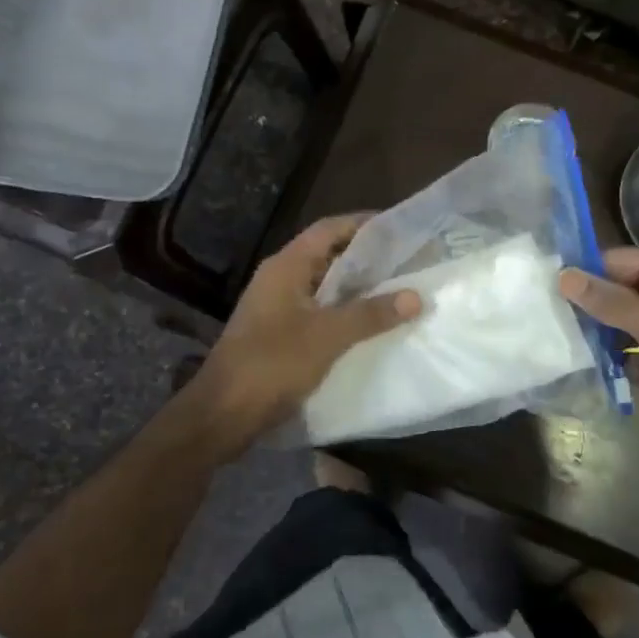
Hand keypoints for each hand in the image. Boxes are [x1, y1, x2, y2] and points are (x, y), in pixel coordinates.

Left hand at [193, 214, 419, 451]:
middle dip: (365, 257)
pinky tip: (369, 324)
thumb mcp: (328, 336)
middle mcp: (280, 278)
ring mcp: (276, 306)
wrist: (223, 414)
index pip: (328, 228)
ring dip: (356, 287)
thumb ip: (371, 314)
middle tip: (406, 260)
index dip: (363, 223)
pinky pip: (317, 310)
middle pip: (327, 254)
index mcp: (286, 266)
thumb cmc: (273, 364)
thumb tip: (415, 296)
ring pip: (323, 285)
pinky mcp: (278, 333)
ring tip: (396, 290)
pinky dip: (343, 311)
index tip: (399, 227)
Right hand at [558, 248, 638, 408]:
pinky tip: (591, 369)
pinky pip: (635, 352)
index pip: (617, 260)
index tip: (547, 288)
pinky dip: (618, 361)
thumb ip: (606, 300)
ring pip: (624, 325)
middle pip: (619, 292)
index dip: (584, 273)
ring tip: (564, 344)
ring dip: (601, 337)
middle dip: (590, 308)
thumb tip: (563, 274)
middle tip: (550, 319)